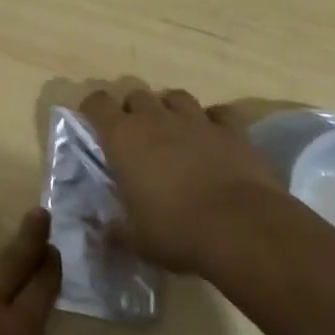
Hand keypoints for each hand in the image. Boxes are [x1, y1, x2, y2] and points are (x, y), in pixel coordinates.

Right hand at [81, 87, 281, 273]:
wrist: (241, 228)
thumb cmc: (176, 231)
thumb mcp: (135, 239)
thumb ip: (116, 228)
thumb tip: (104, 228)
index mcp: (123, 138)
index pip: (97, 103)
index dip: (94, 110)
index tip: (95, 126)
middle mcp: (156, 118)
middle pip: (137, 95)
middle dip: (134, 111)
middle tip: (138, 138)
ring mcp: (196, 120)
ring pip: (176, 97)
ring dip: (171, 110)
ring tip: (174, 133)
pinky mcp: (232, 130)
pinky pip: (219, 113)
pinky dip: (213, 121)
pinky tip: (214, 138)